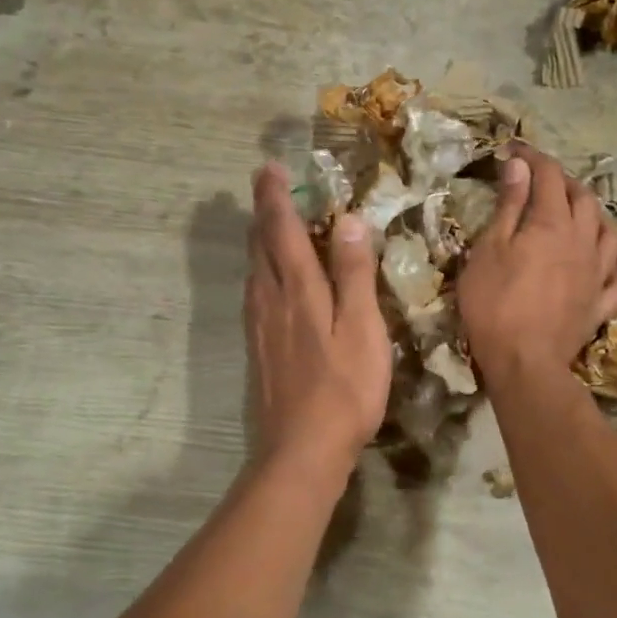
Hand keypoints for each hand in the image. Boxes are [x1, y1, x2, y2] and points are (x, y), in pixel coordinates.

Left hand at [244, 162, 390, 469]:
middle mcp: (270, 299)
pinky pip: (255, 294)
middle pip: (260, 245)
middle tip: (266, 186)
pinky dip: (260, 271)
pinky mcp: (258, 348)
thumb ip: (354, 274)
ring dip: (258, 240)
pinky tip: (266, 281)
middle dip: (263, 212)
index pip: (283, 230)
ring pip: (254, 270)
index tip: (269, 168)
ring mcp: (260, 326)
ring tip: (267, 223)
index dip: (276, 197)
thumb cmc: (344, 389)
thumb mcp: (362, 329)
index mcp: (299, 289)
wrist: (301, 449)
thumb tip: (348, 221)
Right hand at [458, 145, 616, 384]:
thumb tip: (520, 165)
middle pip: (583, 199)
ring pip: (609, 233)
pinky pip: (615, 277)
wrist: (524, 361)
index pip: (548, 176)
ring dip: (594, 216)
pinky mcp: (600, 305)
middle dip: (563, 181)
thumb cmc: (495, 303)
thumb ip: (510, 205)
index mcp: (552, 224)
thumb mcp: (490, 249)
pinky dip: (609, 264)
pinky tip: (600, 264)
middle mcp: (583, 241)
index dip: (533, 157)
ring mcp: (597, 274)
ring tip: (577, 215)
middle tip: (540, 180)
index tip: (513, 150)